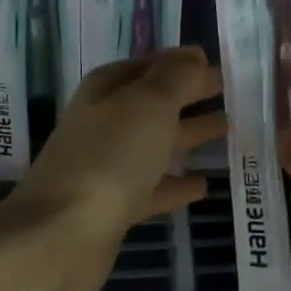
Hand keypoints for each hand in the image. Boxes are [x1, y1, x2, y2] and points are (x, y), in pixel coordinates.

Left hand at [0, 46, 224, 290]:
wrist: (61, 236)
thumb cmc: (110, 156)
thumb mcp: (149, 103)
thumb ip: (176, 76)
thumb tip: (193, 54)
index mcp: (106, 91)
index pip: (147, 66)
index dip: (179, 63)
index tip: (213, 63)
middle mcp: (103, 125)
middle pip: (153, 104)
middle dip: (188, 96)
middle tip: (228, 92)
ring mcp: (107, 168)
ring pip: (156, 144)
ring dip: (188, 136)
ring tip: (227, 129)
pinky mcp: (114, 209)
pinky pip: (153, 189)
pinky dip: (176, 185)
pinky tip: (203, 185)